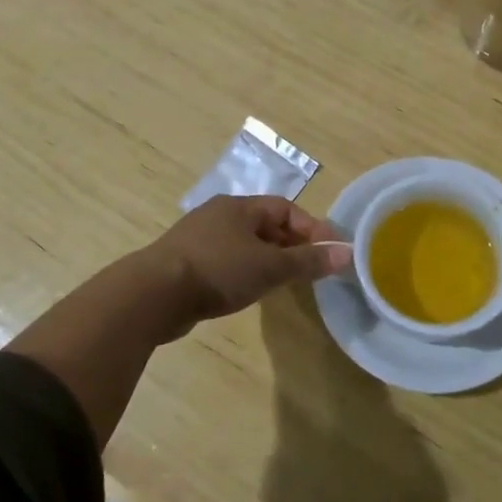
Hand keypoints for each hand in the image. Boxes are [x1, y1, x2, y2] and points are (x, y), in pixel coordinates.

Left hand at [146, 196, 352, 332]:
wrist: (154, 294)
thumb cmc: (218, 270)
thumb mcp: (269, 266)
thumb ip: (308, 261)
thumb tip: (347, 254)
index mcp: (239, 207)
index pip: (285, 208)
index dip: (311, 228)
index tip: (330, 252)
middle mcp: (219, 216)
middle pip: (265, 225)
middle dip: (291, 245)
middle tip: (312, 270)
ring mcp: (199, 239)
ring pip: (245, 245)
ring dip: (268, 260)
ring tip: (285, 283)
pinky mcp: (186, 263)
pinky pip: (226, 261)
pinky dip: (245, 272)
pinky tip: (250, 292)